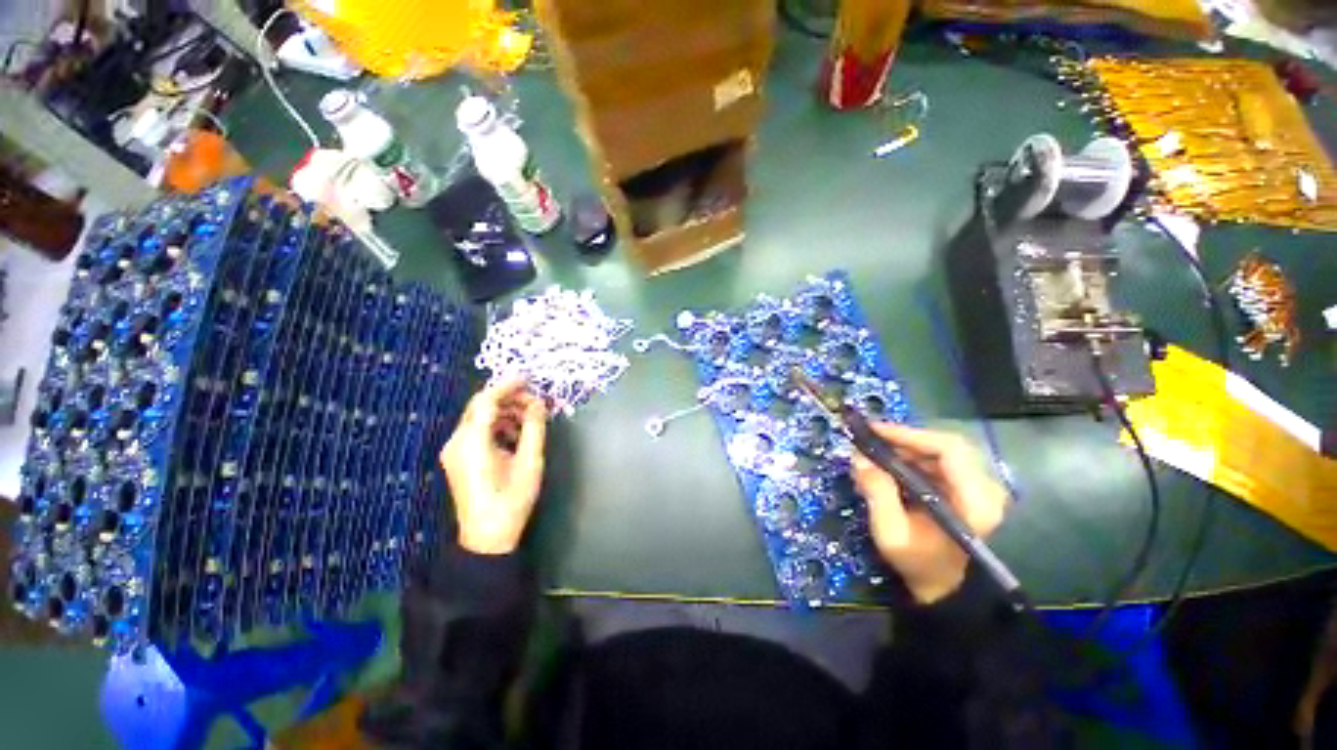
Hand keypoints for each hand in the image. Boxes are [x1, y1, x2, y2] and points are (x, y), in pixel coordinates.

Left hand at [441, 378, 547, 554]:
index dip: (506, 387)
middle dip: (508, 399)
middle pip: (480, 408)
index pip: (485, 402)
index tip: (528, 379)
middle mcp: (456, 442)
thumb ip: (534, 428)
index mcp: (471, 442)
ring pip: (478, 419)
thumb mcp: (529, 462)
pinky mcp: (458, 459)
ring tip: (530, 418)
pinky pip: (476, 432)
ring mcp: (454, 452)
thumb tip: (539, 403)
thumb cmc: (511, 500)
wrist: (487, 538)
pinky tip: (516, 434)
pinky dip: (497, 426)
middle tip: (534, 400)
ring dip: (504, 412)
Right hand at [851, 424, 1006, 603]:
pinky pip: (939, 463)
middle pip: (945, 447)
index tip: (875, 431)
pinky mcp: (968, 490)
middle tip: (870, 440)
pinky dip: (911, 459)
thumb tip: (859, 458)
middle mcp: (985, 489)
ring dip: (905, 449)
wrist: (945, 588)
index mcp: (976, 501)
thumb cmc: (919, 563)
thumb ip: (877, 493)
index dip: (911, 435)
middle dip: (904, 440)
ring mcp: (979, 489)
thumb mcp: (891, 533)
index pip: (949, 450)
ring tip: (874, 453)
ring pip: (941, 453)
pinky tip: (889, 465)